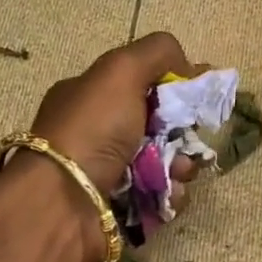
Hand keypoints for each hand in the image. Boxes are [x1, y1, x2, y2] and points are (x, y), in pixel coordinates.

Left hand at [27, 32, 195, 261]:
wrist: (64, 202)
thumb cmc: (91, 130)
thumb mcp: (120, 71)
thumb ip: (157, 53)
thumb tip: (190, 67)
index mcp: (92, 96)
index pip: (143, 84)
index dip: (174, 87)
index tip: (198, 96)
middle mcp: (100, 133)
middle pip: (161, 126)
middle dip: (183, 132)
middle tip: (188, 141)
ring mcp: (112, 172)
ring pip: (167, 164)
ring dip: (182, 167)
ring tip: (177, 173)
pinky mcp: (125, 208)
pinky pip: (163, 197)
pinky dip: (171, 195)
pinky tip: (166, 195)